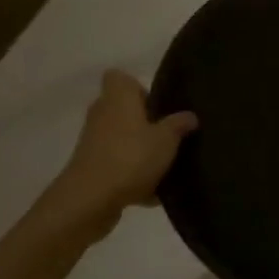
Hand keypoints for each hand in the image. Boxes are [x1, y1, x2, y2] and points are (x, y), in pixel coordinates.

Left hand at [47, 71, 197, 228]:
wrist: (89, 201)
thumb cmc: (130, 157)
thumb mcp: (167, 139)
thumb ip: (179, 125)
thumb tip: (190, 115)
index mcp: (118, 99)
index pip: (119, 77)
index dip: (138, 86)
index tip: (157, 104)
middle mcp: (102, 115)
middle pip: (123, 110)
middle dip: (145, 122)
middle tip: (168, 133)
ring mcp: (94, 143)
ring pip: (122, 140)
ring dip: (139, 150)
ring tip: (165, 165)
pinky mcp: (91, 169)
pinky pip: (118, 166)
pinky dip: (133, 176)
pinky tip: (154, 193)